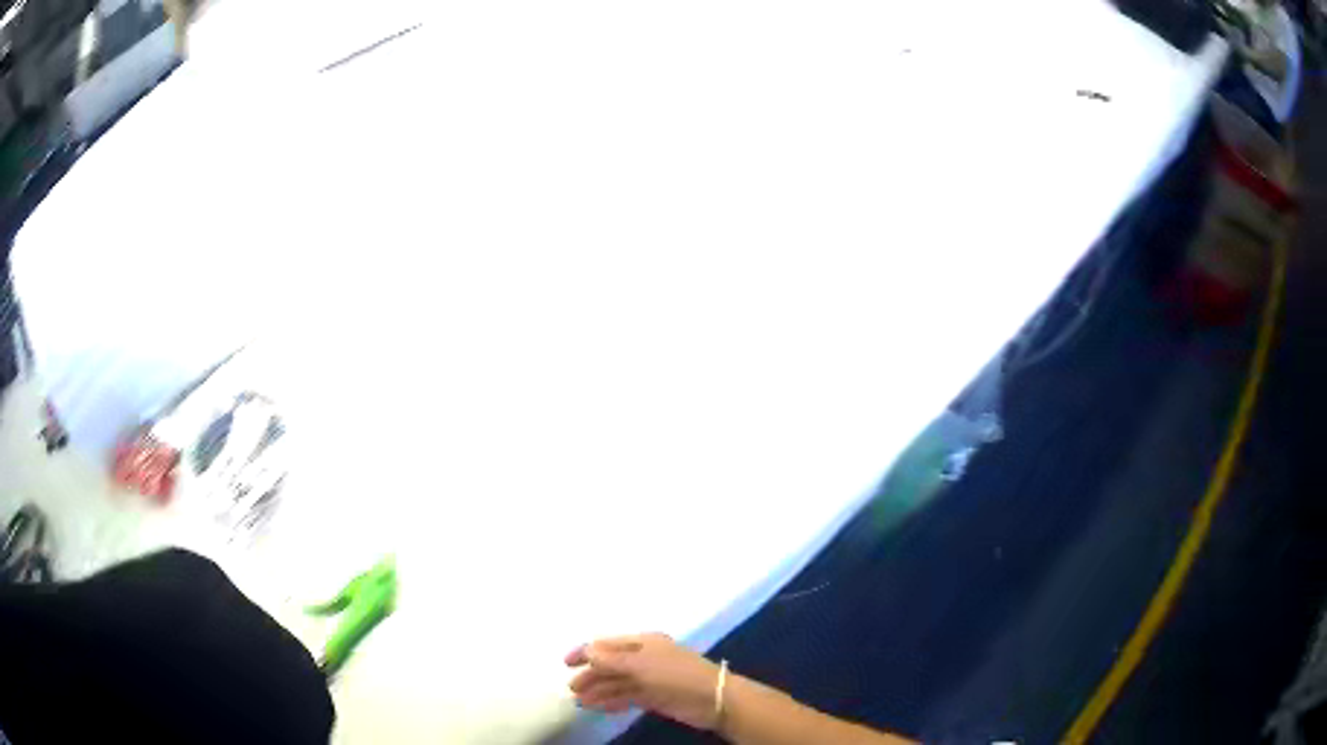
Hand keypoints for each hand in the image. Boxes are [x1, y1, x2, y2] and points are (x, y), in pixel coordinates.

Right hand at [565, 633, 720, 730]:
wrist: (714, 699)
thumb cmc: (677, 675)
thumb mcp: (641, 665)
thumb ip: (612, 660)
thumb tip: (586, 650)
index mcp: (643, 643)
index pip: (607, 645)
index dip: (585, 652)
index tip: (565, 663)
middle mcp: (644, 658)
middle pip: (611, 665)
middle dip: (591, 675)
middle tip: (573, 689)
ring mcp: (649, 678)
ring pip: (617, 682)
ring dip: (599, 690)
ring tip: (581, 702)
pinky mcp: (655, 696)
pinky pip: (627, 696)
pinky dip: (612, 700)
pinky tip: (599, 707)